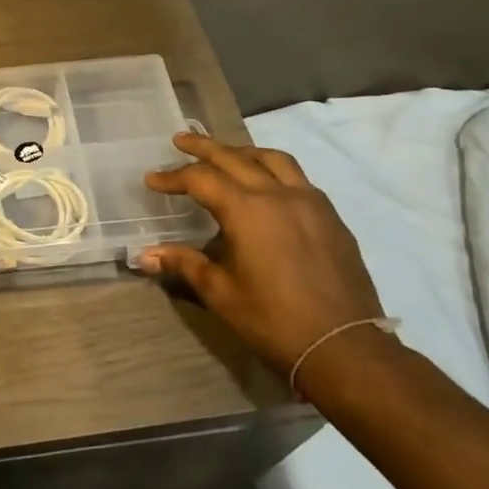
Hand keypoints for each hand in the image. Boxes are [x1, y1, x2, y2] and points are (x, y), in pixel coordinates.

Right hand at [140, 134, 384, 382]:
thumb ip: (184, 264)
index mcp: (246, 210)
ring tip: (225, 154)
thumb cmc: (274, 320)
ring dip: (242, 151)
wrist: (344, 347)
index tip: (151, 180)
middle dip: (203, 147)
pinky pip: (297, 177)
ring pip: (272, 159)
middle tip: (180, 140)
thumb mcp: (220, 293)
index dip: (172, 177)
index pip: (200, 179)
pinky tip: (267, 185)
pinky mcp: (330, 216)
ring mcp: (309, 202)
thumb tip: (144, 255)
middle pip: (234, 157)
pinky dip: (273, 169)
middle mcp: (277, 194)